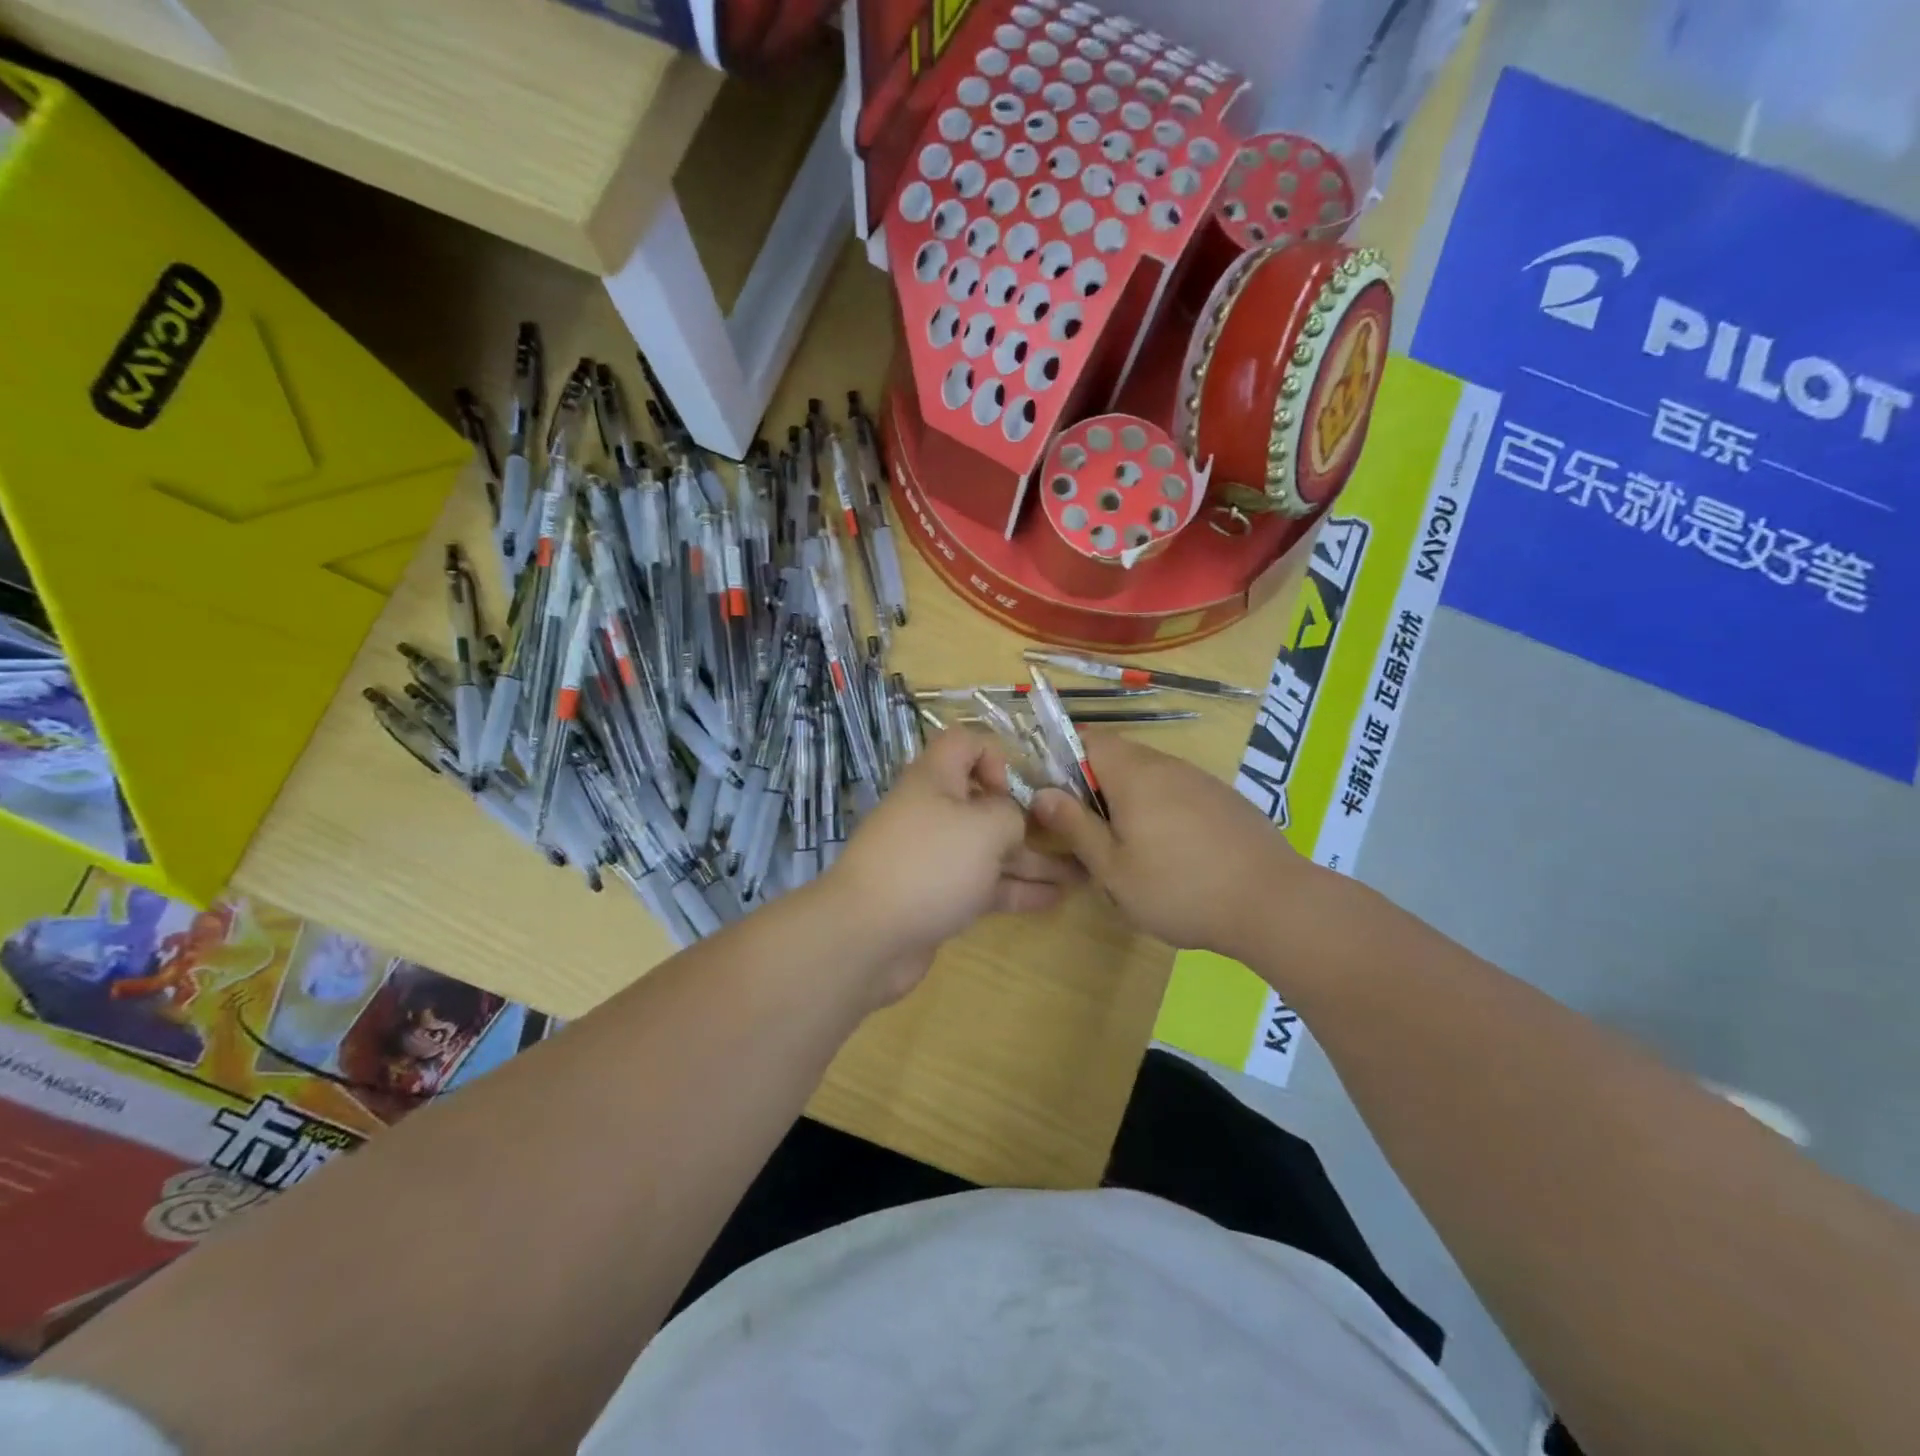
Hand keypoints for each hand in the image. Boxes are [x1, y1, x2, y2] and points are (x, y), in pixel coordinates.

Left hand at [825, 729, 1082, 1002]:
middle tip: (1071, 834)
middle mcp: (933, 812)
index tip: (1014, 790)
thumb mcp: (985, 826)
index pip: (964, 744)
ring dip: (1033, 860)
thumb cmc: (930, 864)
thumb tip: (1011, 824)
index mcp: (935, 779)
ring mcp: (934, 858)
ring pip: (990, 850)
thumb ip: (1011, 815)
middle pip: (984, 802)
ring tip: (1082, 874)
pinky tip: (1056, 899)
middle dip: (1028, 818)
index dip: (994, 756)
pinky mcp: (937, 897)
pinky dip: (1017, 889)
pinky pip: (983, 885)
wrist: (867, 936)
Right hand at [1031, 733, 1317, 959]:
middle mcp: (1167, 765)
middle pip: (1117, 758)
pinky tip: (1174, 857)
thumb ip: (1075, 826)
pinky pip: (1177, 794)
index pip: (1086, 738)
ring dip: (1129, 804)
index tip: (1057, 801)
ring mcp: (1200, 780)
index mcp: (1134, 773)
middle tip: (1091, 837)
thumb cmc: (1180, 887)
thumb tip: (1041, 793)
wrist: (1275, 904)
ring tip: (1132, 854)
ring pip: (1148, 779)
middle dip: (1095, 790)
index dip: (1062, 761)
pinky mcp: (1224, 801)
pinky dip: (1162, 814)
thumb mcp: (1113, 868)